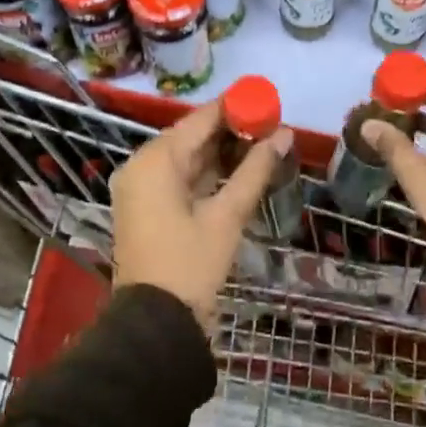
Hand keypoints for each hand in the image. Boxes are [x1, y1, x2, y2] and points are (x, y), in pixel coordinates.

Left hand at [110, 98, 294, 325]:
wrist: (156, 324)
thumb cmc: (190, 265)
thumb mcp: (226, 216)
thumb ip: (255, 171)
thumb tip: (284, 134)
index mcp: (154, 162)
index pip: (199, 120)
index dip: (234, 108)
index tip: (267, 102)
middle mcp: (141, 168)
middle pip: (191, 138)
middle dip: (231, 132)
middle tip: (272, 126)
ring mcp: (142, 190)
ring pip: (186, 160)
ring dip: (222, 154)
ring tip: (263, 145)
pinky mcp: (148, 210)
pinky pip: (180, 181)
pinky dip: (207, 176)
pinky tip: (240, 173)